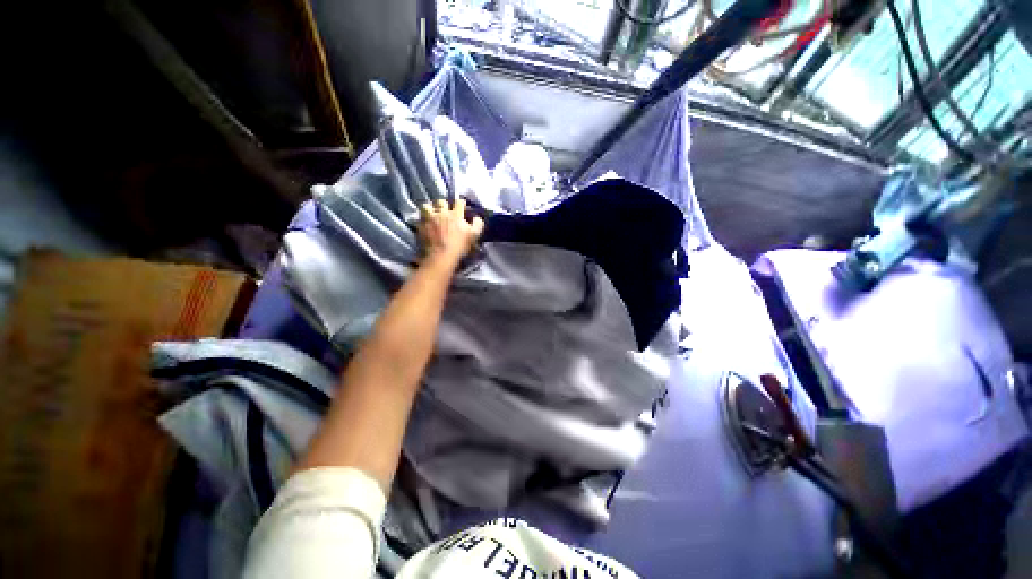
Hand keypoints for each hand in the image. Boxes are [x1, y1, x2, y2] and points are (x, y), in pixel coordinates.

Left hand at [419, 197, 483, 265]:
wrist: (441, 256)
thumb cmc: (459, 247)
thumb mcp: (474, 236)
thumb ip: (478, 224)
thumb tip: (477, 217)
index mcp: (456, 215)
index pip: (459, 202)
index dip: (461, 202)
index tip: (462, 205)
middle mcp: (441, 213)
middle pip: (441, 201)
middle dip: (444, 203)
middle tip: (445, 209)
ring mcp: (429, 218)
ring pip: (427, 206)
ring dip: (430, 208)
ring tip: (432, 213)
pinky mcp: (420, 225)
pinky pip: (420, 217)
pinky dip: (422, 218)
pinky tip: (425, 222)